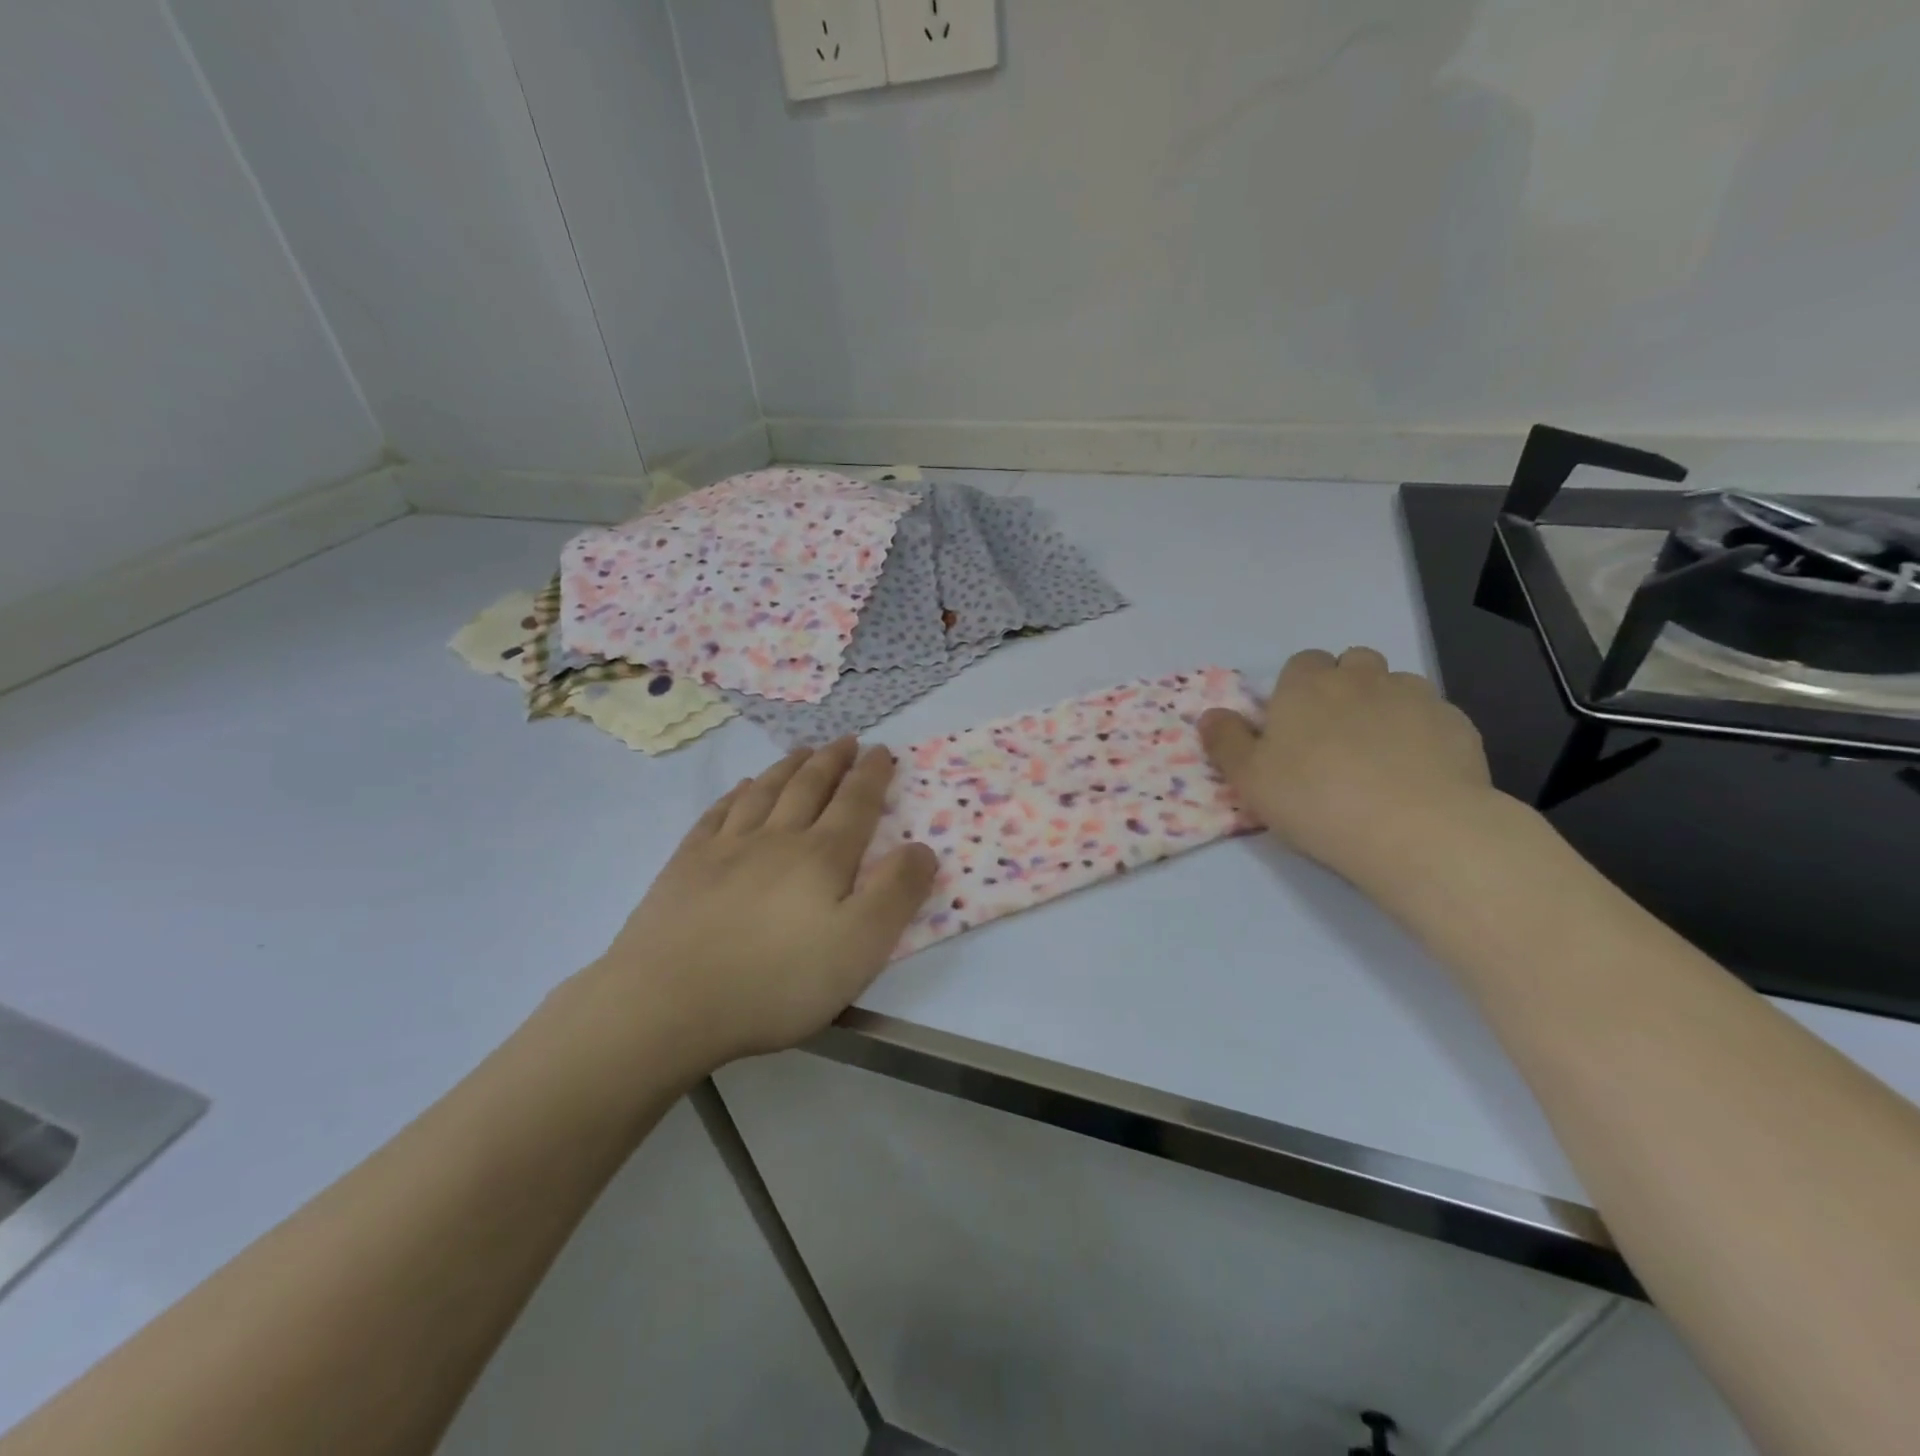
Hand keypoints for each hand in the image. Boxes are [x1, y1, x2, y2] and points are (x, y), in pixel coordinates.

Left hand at [583, 739, 936, 1074]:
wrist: (669, 1002)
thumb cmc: (777, 980)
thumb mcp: (861, 946)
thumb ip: (897, 893)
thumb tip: (922, 848)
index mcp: (822, 857)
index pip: (856, 803)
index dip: (872, 775)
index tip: (881, 750)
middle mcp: (777, 838)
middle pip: (809, 787)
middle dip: (832, 761)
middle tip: (846, 740)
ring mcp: (726, 848)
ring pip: (765, 792)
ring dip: (788, 767)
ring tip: (802, 752)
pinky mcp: (686, 865)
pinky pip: (718, 814)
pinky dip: (737, 794)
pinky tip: (742, 788)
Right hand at [1199, 647, 1496, 885]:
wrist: (1416, 829)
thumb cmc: (1315, 800)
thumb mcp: (1249, 779)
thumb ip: (1225, 742)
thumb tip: (1210, 715)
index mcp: (1307, 686)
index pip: (1303, 663)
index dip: (1298, 689)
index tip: (1295, 725)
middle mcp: (1362, 679)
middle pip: (1354, 663)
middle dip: (1345, 687)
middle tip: (1335, 736)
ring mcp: (1416, 697)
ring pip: (1397, 686)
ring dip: (1385, 706)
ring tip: (1379, 755)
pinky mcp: (1458, 725)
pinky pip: (1434, 718)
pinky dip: (1422, 734)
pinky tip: (1417, 773)